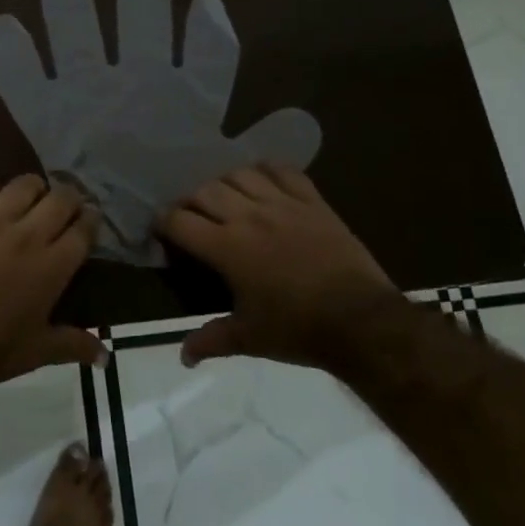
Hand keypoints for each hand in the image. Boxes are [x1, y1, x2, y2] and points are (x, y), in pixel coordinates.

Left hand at [0, 174, 104, 389]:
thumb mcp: (37, 352)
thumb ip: (74, 345)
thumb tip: (106, 357)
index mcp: (52, 266)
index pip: (84, 228)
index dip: (92, 220)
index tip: (89, 222)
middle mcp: (27, 235)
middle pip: (61, 198)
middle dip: (70, 199)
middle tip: (65, 209)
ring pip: (24, 184)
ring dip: (35, 188)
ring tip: (32, 199)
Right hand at [157, 164, 402, 369]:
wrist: (362, 322)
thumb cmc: (299, 330)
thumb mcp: (249, 338)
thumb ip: (211, 340)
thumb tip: (184, 355)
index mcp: (227, 248)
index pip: (179, 221)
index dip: (163, 222)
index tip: (162, 231)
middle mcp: (249, 217)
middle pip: (204, 190)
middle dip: (190, 201)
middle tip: (192, 218)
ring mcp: (283, 204)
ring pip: (240, 174)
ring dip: (225, 183)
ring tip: (226, 199)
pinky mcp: (312, 201)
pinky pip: (283, 171)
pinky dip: (267, 170)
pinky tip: (262, 181)